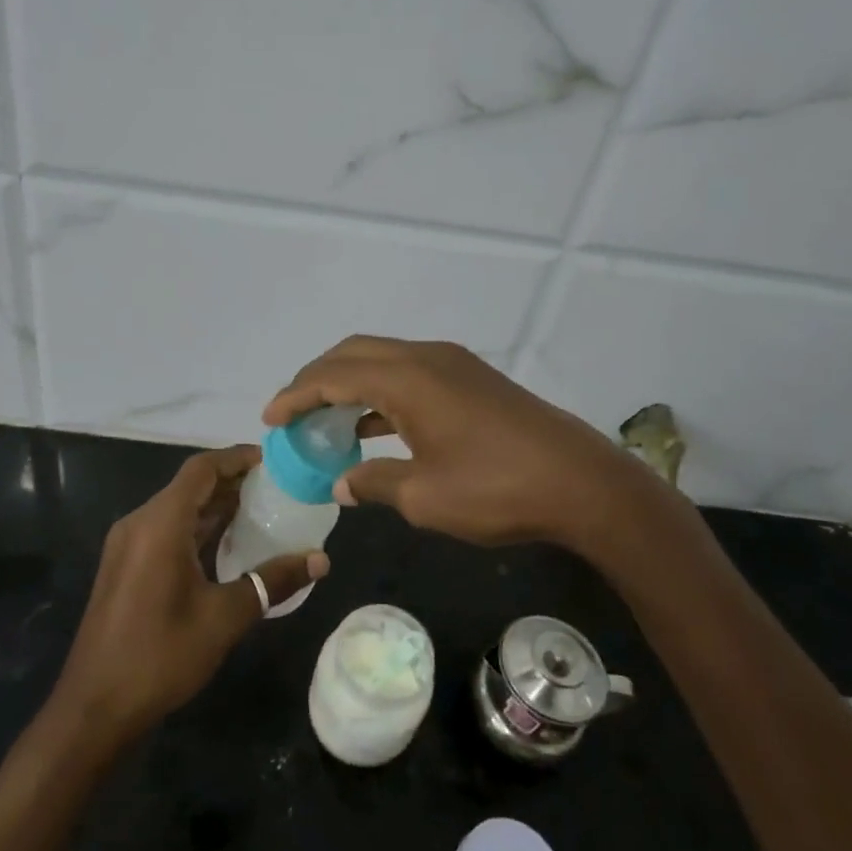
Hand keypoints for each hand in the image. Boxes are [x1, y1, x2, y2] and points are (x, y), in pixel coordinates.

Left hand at [48, 445, 328, 747]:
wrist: (94, 709)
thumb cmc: (160, 656)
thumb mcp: (224, 618)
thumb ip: (272, 581)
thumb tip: (321, 560)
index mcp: (160, 523)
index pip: (202, 469)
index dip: (237, 458)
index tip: (274, 460)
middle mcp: (140, 523)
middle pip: (190, 486)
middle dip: (232, 482)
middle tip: (278, 487)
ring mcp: (128, 546)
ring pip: (178, 509)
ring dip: (216, 506)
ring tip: (263, 510)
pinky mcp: (126, 567)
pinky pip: (167, 531)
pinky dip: (198, 528)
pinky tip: (229, 545)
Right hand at [264, 336, 664, 550]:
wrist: (581, 483)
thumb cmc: (497, 490)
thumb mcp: (424, 497)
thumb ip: (374, 482)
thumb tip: (343, 482)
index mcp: (408, 379)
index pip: (333, 375)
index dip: (296, 394)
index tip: (270, 417)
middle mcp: (426, 358)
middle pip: (354, 353)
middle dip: (317, 378)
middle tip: (293, 412)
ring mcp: (453, 365)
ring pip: (384, 359)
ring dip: (350, 382)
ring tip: (325, 418)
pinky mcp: (472, 379)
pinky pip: (410, 373)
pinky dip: (381, 391)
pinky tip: (372, 424)